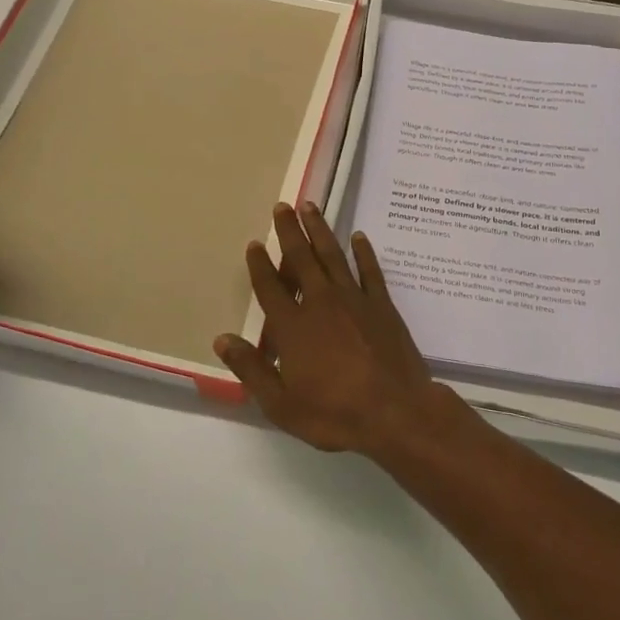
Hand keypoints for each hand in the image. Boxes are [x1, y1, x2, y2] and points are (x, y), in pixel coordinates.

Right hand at [213, 202, 470, 455]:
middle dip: (289, 231)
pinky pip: (370, 270)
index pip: (270, 288)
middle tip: (282, 206)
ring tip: (311, 207)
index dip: (260, 265)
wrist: (396, 413)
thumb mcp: (281, 404)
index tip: (254, 244)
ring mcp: (354, 300)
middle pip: (301, 259)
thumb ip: (251, 369)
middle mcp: (321, 303)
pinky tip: (358, 237)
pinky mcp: (382, 305)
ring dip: (320, 230)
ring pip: (333, 256)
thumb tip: (222, 339)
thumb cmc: (335, 413)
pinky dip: (363, 252)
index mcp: (292, 327)